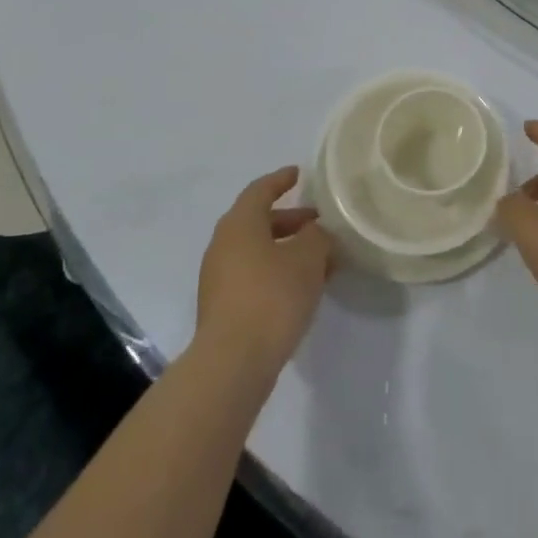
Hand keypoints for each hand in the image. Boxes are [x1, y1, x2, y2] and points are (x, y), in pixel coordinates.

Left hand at [196, 167, 333, 378]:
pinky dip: (276, 273)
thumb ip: (317, 237)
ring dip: (286, 251)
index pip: (260, 190)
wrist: (232, 363)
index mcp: (239, 223)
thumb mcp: (308, 258)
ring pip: (257, 252)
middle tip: (319, 224)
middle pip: (258, 221)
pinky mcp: (222, 308)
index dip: (281, 180)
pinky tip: (301, 290)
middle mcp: (223, 244)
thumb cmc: (271, 297)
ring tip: (319, 261)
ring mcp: (219, 278)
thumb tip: (316, 233)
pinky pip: (253, 276)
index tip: (298, 174)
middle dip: (290, 221)